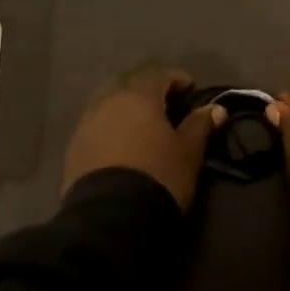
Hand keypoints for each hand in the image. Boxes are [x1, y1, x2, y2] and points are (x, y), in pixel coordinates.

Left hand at [62, 67, 222, 210]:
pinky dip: (111, 129)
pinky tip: (121, 146)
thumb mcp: (188, 152)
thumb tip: (216, 108)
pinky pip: (95, 127)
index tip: (190, 89)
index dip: (176, 78)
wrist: (111, 217)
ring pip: (108, 104)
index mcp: (138, 96)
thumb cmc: (159, 175)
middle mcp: (108, 101)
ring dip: (126, 109)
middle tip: (165, 106)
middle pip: (129, 84)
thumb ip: (200, 126)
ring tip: (142, 127)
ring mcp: (86, 124)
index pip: (158, 74)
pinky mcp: (73, 148)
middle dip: (148, 90)